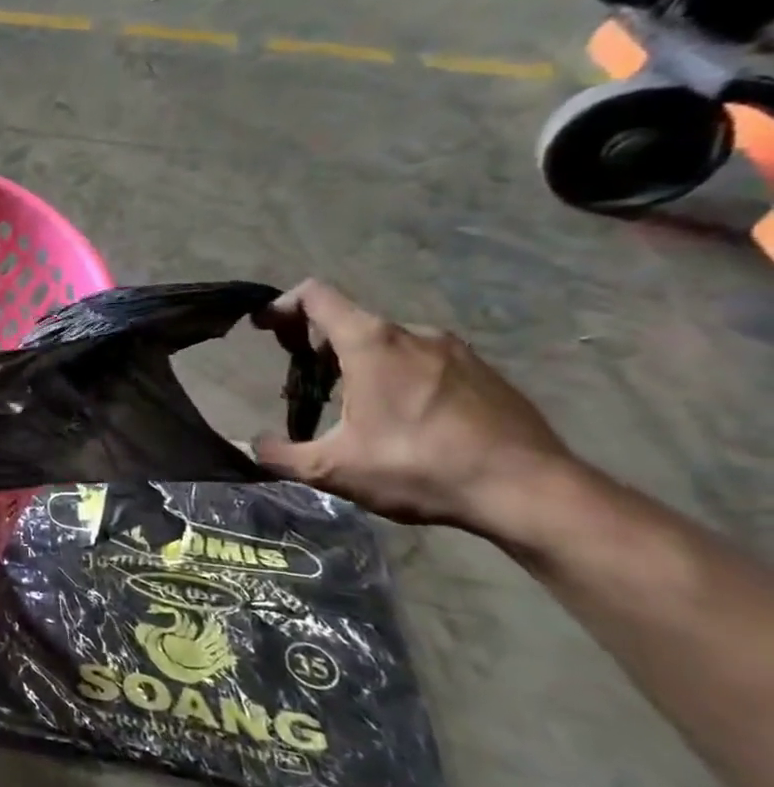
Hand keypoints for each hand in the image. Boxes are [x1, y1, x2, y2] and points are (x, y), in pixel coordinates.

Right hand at [252, 280, 572, 529]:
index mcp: (371, 343)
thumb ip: (281, 455)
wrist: (531, 491)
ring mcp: (456, 351)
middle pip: (350, 322)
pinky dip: (401, 378)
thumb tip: (254, 446)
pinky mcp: (486, 374)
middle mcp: (413, 334)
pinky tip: (406, 422)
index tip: (264, 329)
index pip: (316, 295)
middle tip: (306, 386)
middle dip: (318, 346)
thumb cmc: (419, 467)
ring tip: (356, 408)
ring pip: (390, 344)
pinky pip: (426, 363)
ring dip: (361, 364)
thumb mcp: (334, 469)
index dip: (282, 305)